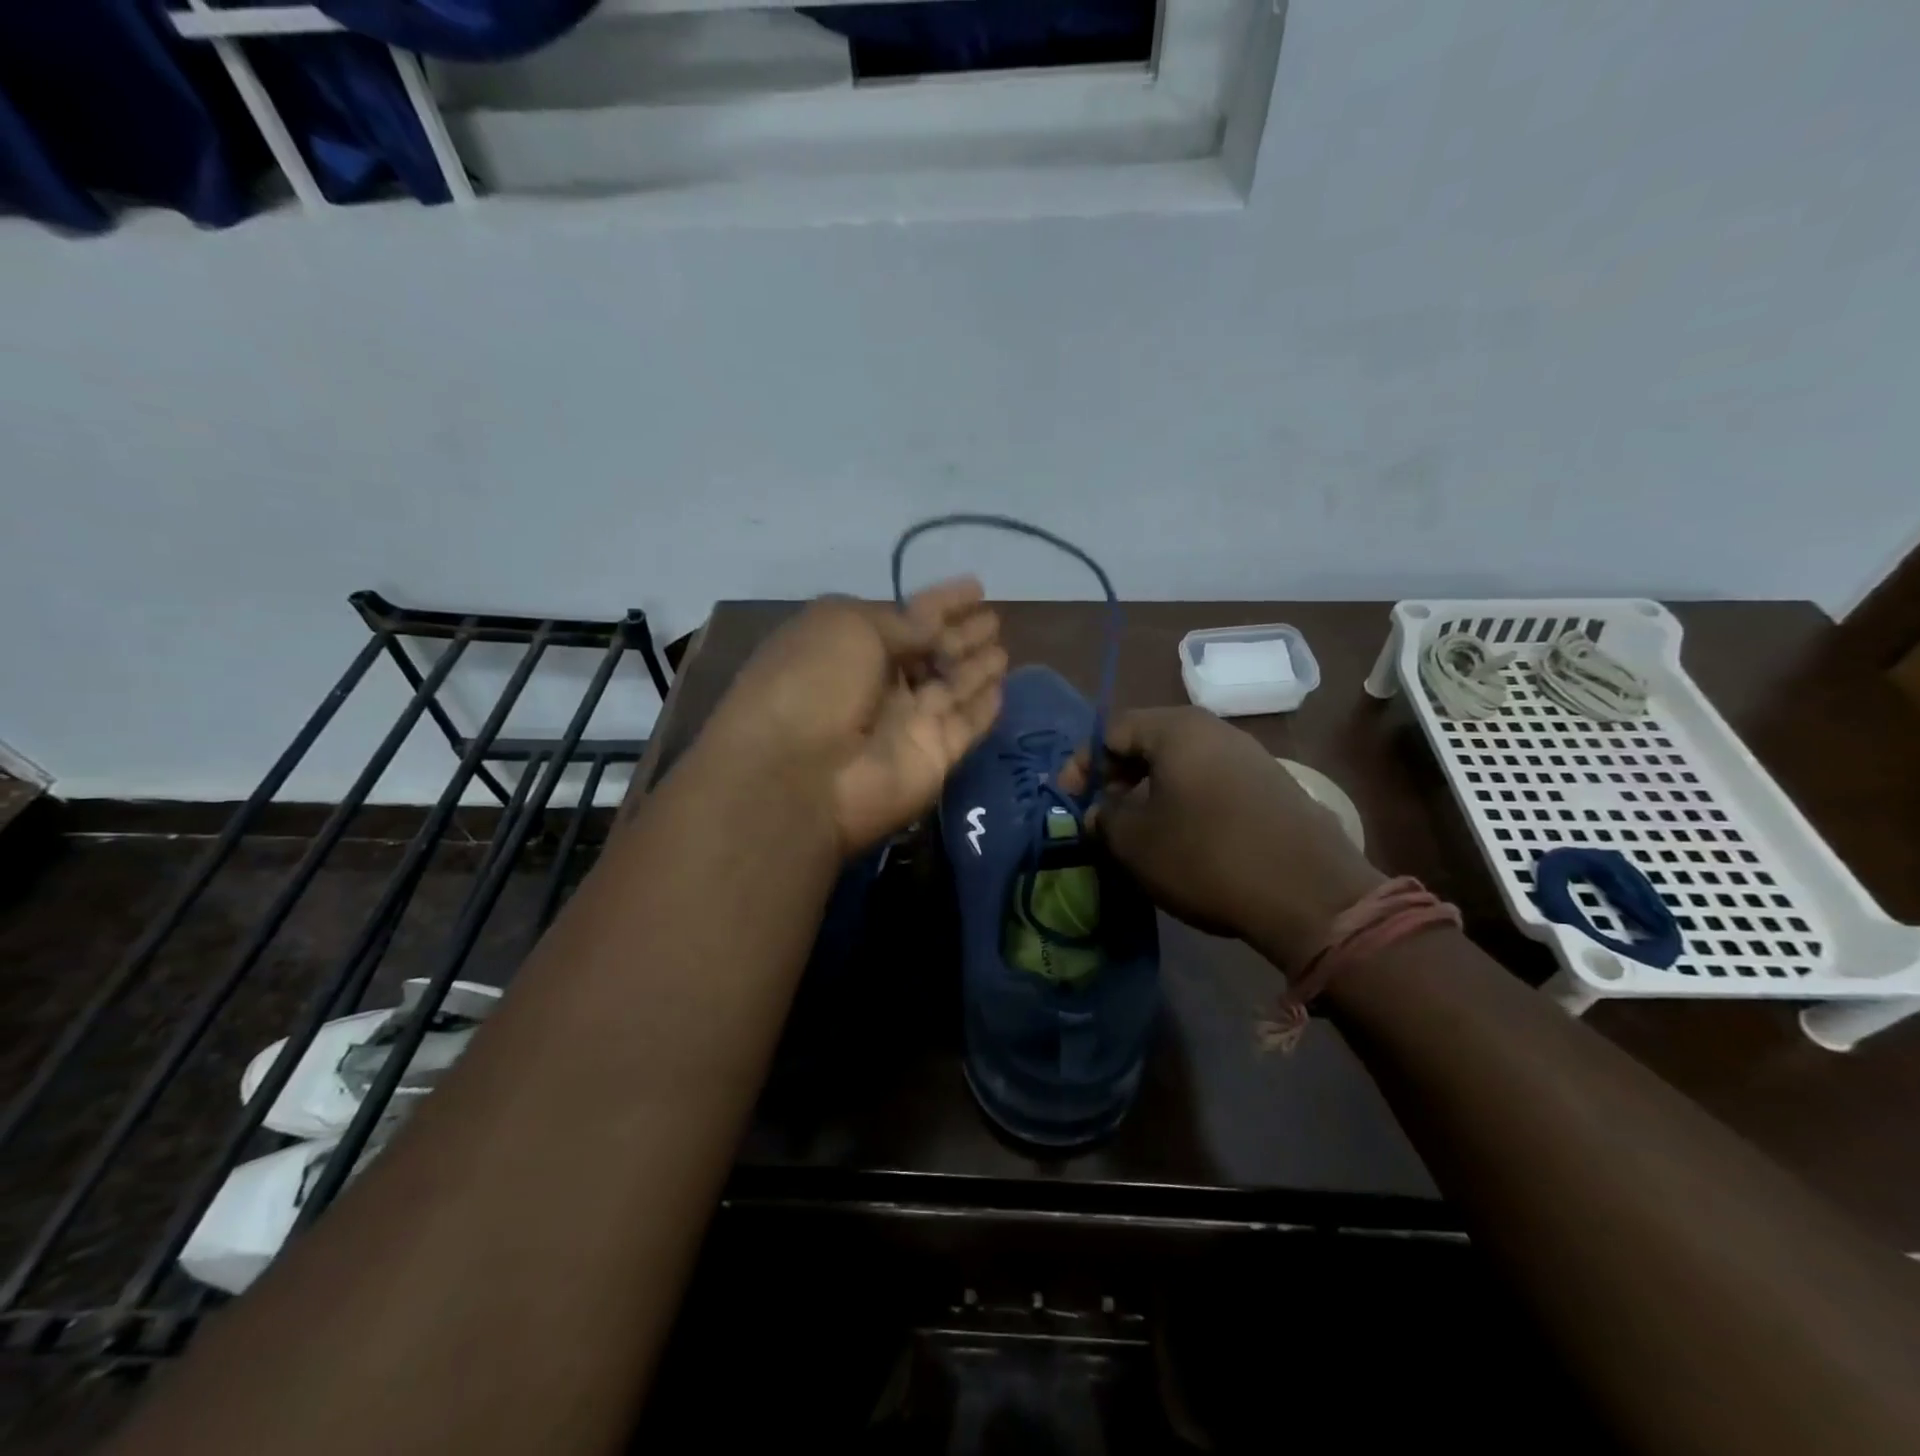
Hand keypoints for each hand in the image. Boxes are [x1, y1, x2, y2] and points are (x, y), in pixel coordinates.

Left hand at [704, 580, 1006, 854]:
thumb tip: (932, 627)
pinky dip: (984, 708)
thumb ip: (900, 623)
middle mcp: (879, 684)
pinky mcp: (934, 758)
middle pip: (931, 653)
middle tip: (994, 619)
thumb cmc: (814, 683)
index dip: (941, 602)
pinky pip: (967, 725)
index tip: (976, 587)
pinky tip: (1002, 689)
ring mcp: (908, 723)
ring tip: (1003, 648)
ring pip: (953, 688)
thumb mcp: (848, 626)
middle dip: (961, 635)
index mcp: (850, 647)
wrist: (800, 775)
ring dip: (976, 667)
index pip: (906, 617)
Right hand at [1073, 708, 1383, 970]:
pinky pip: (1213, 784)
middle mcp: (1217, 730)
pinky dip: (1186, 802)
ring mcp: (1252, 757)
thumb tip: (1099, 812)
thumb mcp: (1134, 841)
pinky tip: (1184, 839)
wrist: (1310, 895)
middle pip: (1150, 742)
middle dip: (1117, 777)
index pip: (1112, 730)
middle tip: (1101, 814)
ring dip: (1151, 792)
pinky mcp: (1274, 788)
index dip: (1082, 764)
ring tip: (1138, 830)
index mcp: (1177, 729)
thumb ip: (1103, 817)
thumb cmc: (1205, 856)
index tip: (1069, 800)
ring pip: (1183, 765)